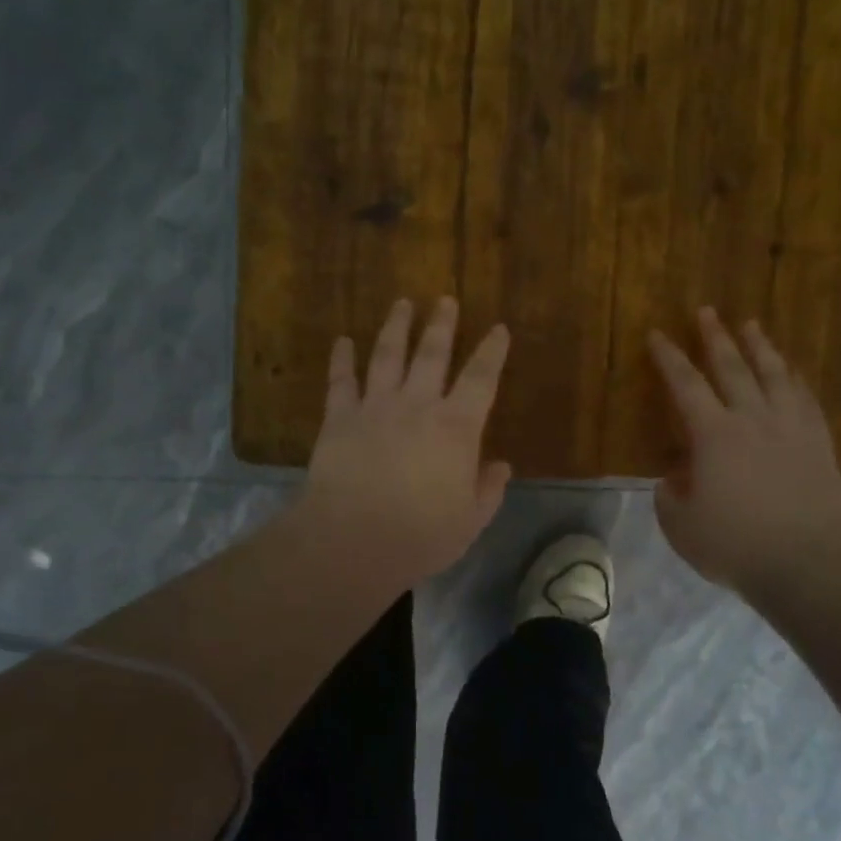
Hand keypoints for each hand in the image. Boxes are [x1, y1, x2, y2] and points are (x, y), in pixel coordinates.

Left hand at [296, 297, 512, 591]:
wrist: (352, 541)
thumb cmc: (420, 535)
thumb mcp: (469, 521)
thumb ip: (488, 490)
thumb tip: (501, 466)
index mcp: (456, 428)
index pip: (481, 379)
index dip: (492, 351)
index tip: (498, 329)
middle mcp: (417, 405)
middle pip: (432, 354)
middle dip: (441, 324)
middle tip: (445, 299)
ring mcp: (375, 407)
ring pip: (388, 355)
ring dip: (396, 327)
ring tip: (402, 303)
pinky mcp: (339, 418)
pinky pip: (341, 381)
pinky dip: (342, 359)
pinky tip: (342, 341)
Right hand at [647, 308, 840, 596]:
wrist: (810, 565)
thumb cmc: (736, 545)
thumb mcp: (681, 526)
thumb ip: (669, 496)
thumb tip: (675, 478)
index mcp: (713, 435)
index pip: (685, 385)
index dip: (668, 358)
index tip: (657, 334)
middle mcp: (752, 419)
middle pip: (732, 367)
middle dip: (715, 337)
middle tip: (706, 310)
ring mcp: (791, 429)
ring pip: (774, 375)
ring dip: (760, 347)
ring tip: (751, 325)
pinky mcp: (820, 445)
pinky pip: (806, 400)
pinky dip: (796, 380)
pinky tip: (793, 371)